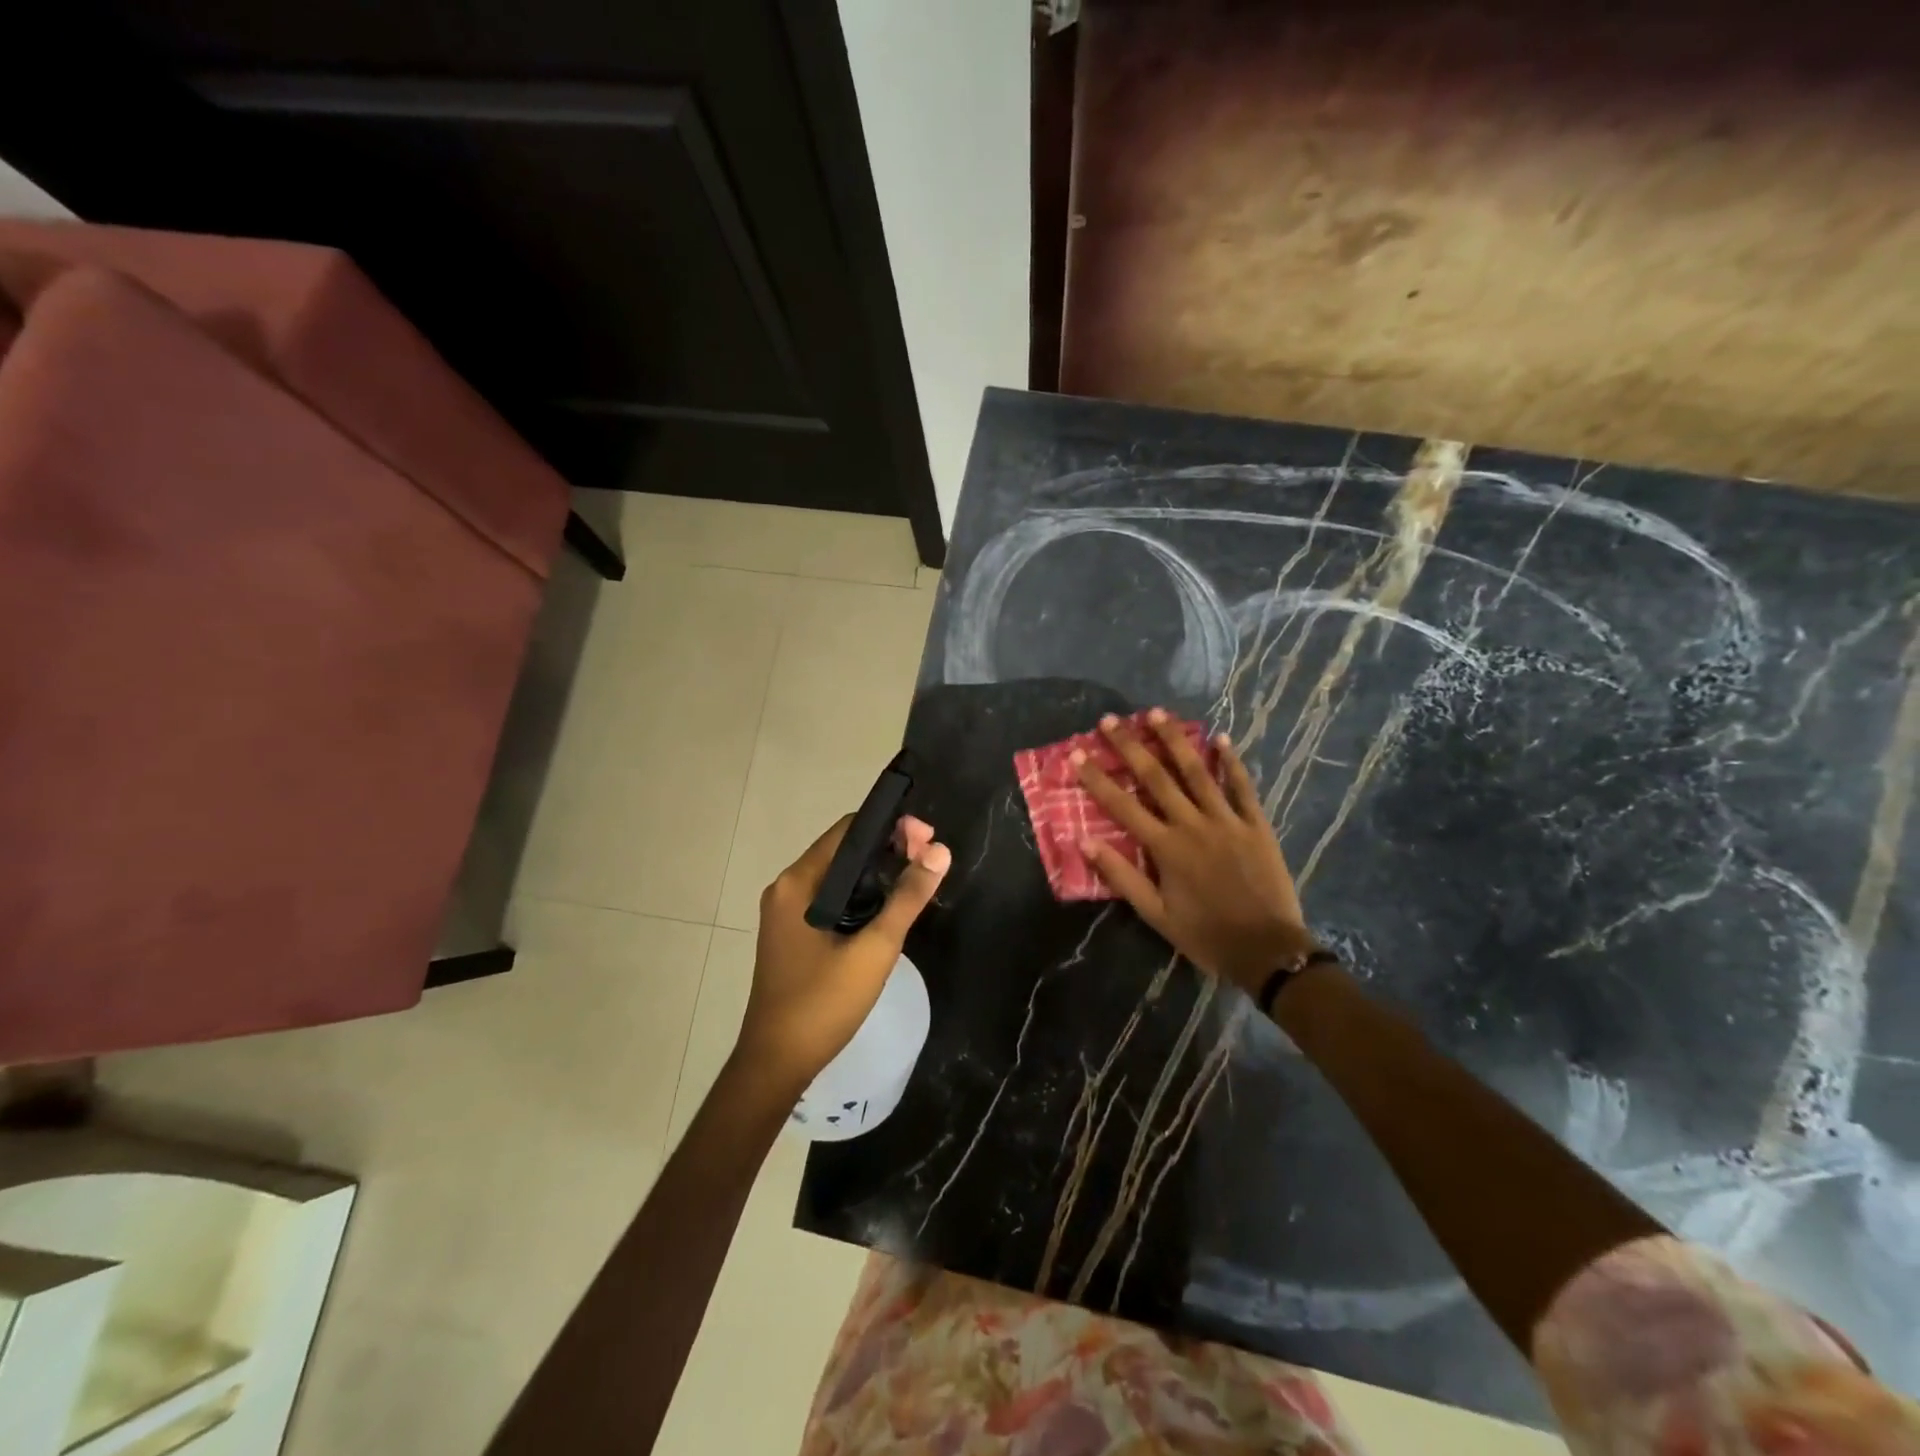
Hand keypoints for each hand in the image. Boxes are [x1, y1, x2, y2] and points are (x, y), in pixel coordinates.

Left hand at [737, 813, 950, 1096]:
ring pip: (840, 875)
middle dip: (889, 848)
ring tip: (918, 879)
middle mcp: (788, 888)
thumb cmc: (823, 1003)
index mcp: (798, 882)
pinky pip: (832, 897)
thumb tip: (940, 852)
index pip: (849, 830)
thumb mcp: (875, 949)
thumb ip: (907, 898)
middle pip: (844, 849)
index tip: (928, 840)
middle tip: (931, 860)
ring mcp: (787, 912)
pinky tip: (889, 908)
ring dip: (878, 872)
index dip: (891, 827)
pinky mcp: (794, 932)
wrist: (777, 1063)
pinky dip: (862, 894)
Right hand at [1073, 709, 1310, 996]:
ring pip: (1198, 772)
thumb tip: (1086, 842)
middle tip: (1110, 719)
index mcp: (1166, 848)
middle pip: (1157, 777)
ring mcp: (1227, 821)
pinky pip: (1243, 787)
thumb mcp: (1155, 914)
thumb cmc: (1205, 935)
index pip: (1122, 805)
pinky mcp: (1257, 825)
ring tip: (1156, 713)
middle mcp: (1193, 824)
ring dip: (1174, 740)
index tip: (1077, 753)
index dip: (1097, 778)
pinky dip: (1231, 761)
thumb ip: (1122, 876)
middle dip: (1130, 746)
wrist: (1268, 950)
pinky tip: (1219, 737)